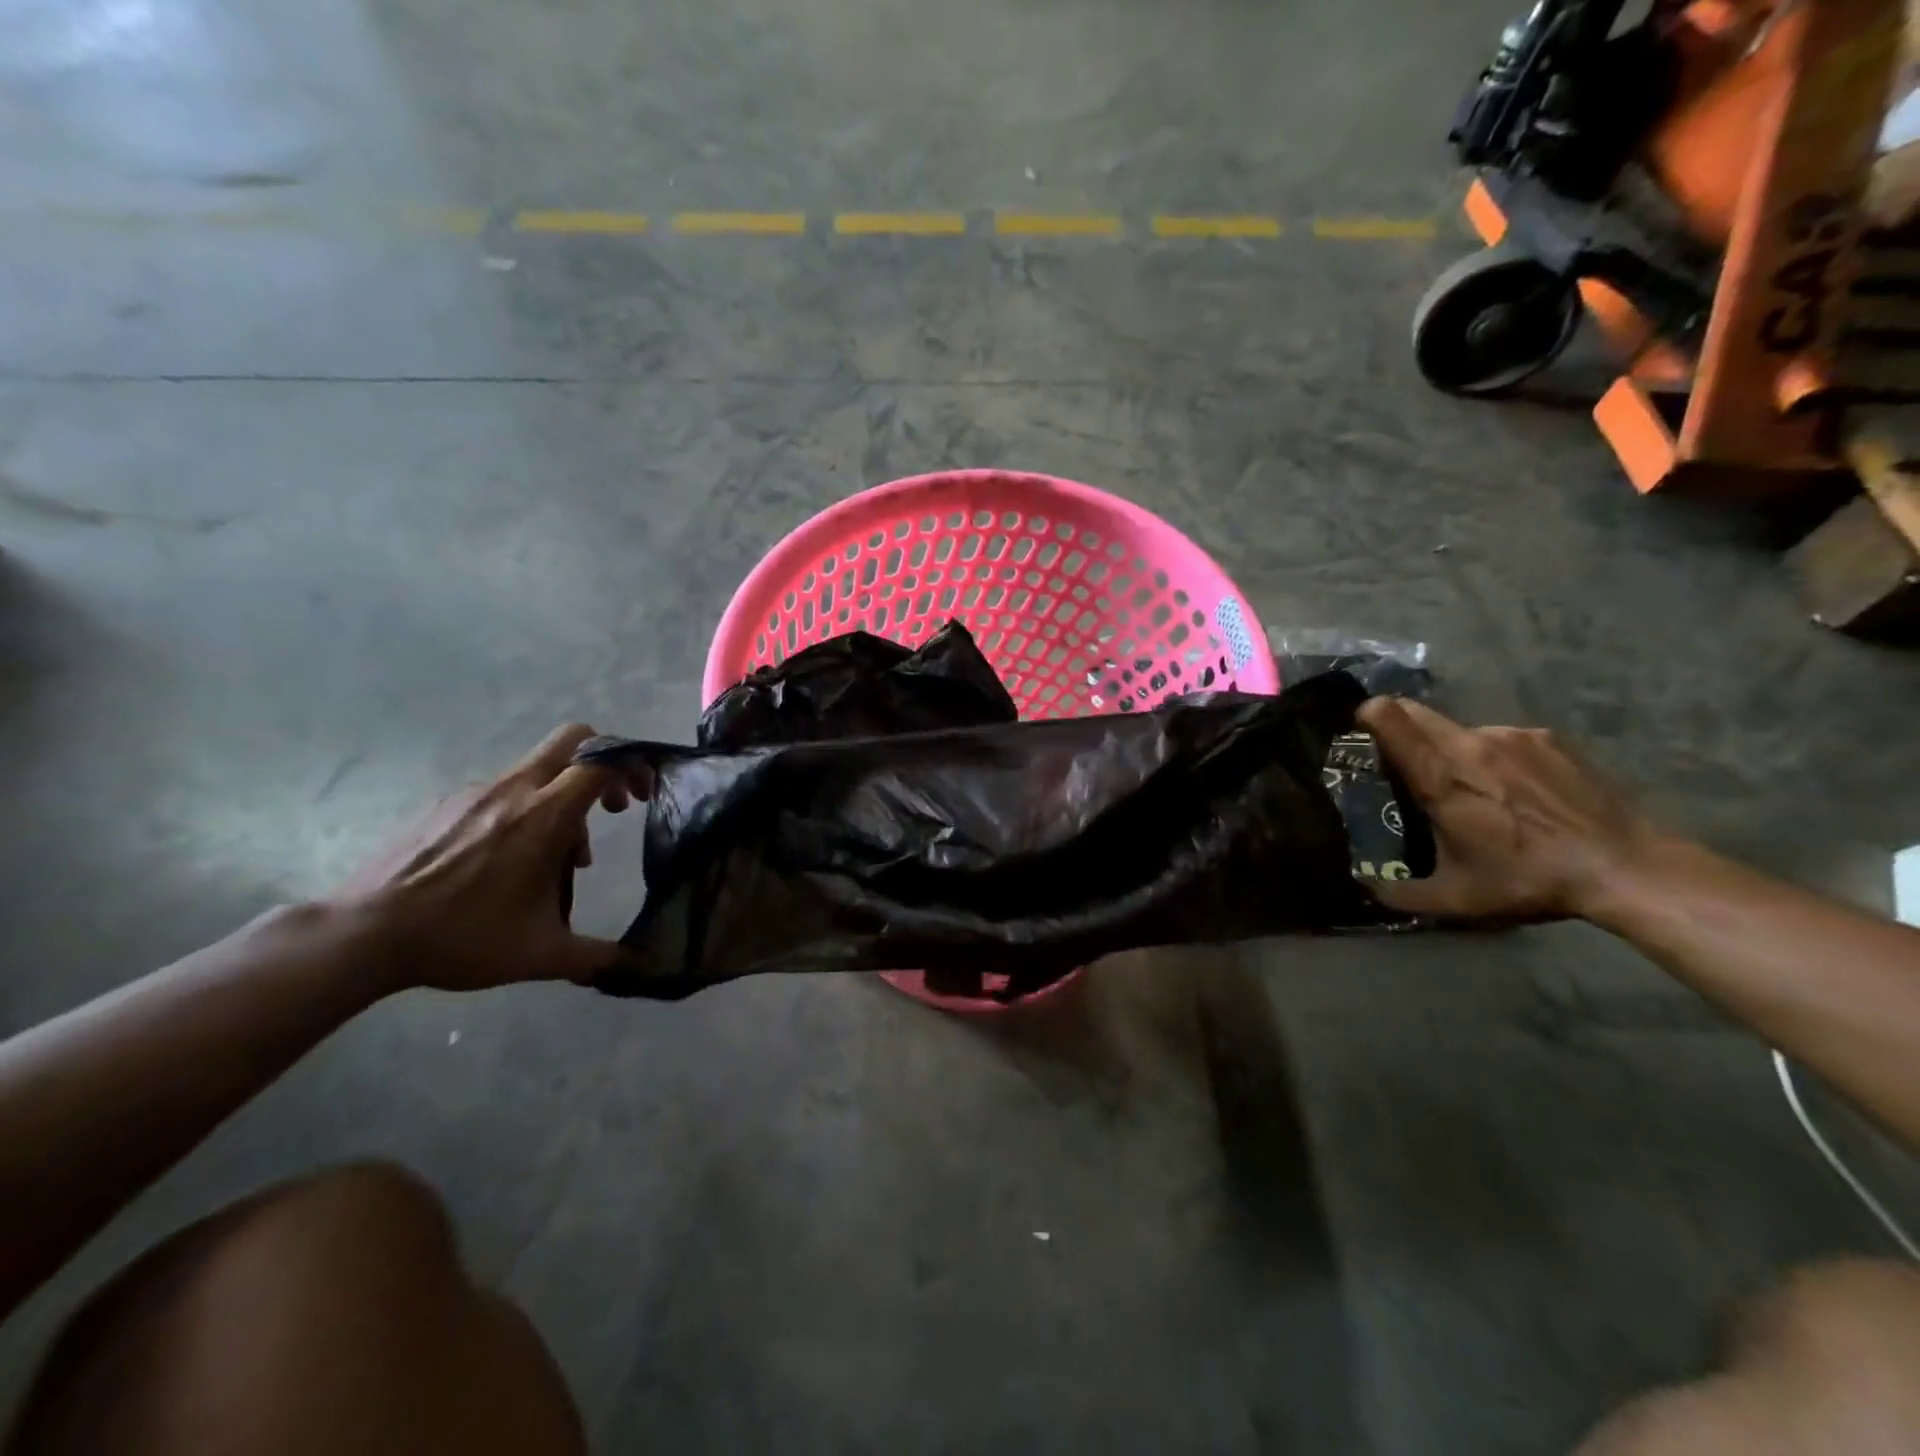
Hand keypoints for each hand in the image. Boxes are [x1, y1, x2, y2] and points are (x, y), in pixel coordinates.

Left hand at [326, 724, 640, 991]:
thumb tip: (638, 966)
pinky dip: (522, 812)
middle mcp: (513, 790)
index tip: (644, 796)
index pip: (602, 761)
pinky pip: (501, 792)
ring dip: (561, 801)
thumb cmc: (463, 937)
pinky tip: (505, 861)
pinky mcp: (444, 804)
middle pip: (572, 740)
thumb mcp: (541, 954)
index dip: (633, 767)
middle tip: (611, 806)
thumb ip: (598, 955)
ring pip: (538, 772)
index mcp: (544, 815)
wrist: (363, 935)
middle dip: (602, 763)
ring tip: (554, 860)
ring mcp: (474, 793)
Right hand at [1356, 697, 1662, 921]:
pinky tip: (1516, 791)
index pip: (1389, 717)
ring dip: (1450, 750)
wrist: (1626, 867)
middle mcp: (1469, 744)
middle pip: (1415, 712)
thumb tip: (1363, 889)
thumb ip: (1400, 893)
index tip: (1359, 733)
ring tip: (1473, 789)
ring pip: (1458, 730)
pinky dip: (1493, 757)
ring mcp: (1511, 736)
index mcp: (1440, 776)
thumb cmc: (1529, 879)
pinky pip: (1500, 738)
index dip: (1366, 716)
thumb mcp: (1456, 898)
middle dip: (1399, 730)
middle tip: (1404, 765)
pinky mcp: (1546, 738)